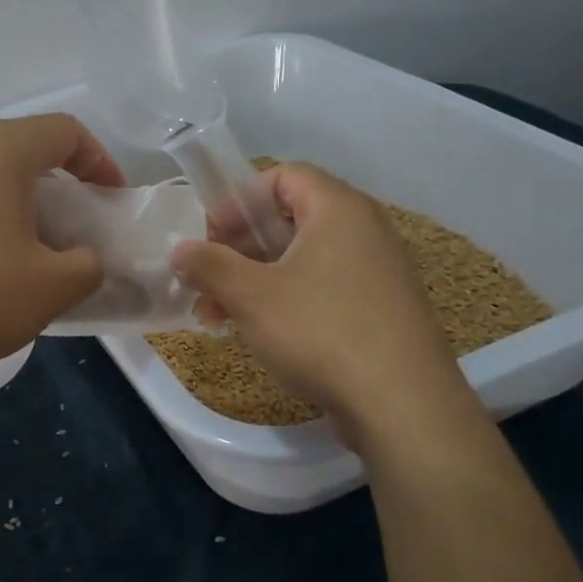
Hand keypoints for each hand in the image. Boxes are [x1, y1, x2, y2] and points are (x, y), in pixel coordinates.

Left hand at [0, 115, 125, 371]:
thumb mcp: (51, 288)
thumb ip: (88, 266)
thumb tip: (85, 259)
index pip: (65, 132)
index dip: (99, 161)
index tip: (110, 199)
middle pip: (20, 150)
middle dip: (56, 187)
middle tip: (70, 231)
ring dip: (13, 203)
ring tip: (22, 251)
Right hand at [170, 163, 476, 447]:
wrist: (402, 405)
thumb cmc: (320, 332)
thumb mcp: (251, 296)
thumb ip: (209, 265)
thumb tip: (179, 250)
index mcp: (339, 210)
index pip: (284, 176)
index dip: (239, 200)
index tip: (211, 236)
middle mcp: (365, 230)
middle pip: (289, 220)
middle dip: (238, 250)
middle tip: (206, 281)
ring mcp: (377, 271)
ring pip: (302, 259)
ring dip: (254, 280)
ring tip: (218, 317)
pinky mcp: (381, 309)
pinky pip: (324, 287)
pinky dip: (286, 300)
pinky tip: (259, 333)